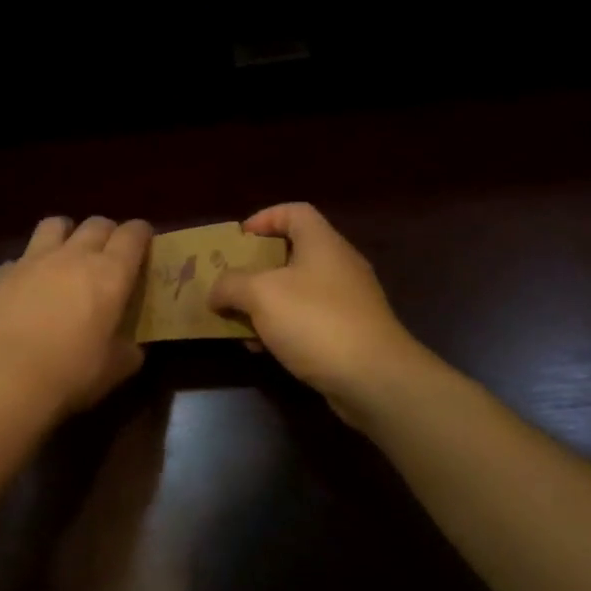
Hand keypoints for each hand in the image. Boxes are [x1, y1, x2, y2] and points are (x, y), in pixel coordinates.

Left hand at [0, 216, 151, 424]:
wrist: (6, 378)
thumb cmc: (71, 373)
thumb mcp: (115, 368)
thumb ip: (128, 349)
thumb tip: (132, 346)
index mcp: (110, 274)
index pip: (133, 234)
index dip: (141, 234)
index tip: (144, 243)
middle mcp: (73, 255)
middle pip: (97, 224)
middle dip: (107, 233)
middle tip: (108, 254)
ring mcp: (34, 260)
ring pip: (55, 224)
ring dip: (66, 234)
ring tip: (66, 255)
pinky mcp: (1, 273)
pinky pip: (20, 258)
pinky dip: (28, 268)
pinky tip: (26, 288)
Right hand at [209, 203, 442, 426]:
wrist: (375, 379)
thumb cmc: (316, 321)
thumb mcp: (260, 295)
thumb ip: (231, 285)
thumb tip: (215, 291)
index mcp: (322, 243)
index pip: (294, 211)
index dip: (264, 218)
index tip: (239, 239)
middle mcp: (339, 265)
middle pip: (294, 253)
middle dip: (258, 268)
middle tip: (232, 281)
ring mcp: (350, 301)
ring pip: (299, 291)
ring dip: (267, 303)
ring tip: (240, 321)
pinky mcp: (352, 333)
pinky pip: (310, 320)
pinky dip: (285, 328)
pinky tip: (265, 350)